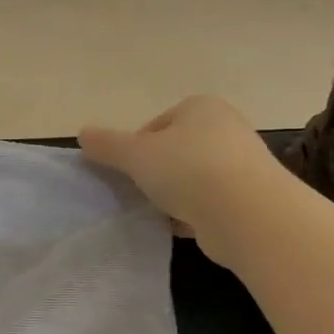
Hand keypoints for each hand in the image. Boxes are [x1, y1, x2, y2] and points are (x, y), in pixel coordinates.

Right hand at [79, 95, 291, 267]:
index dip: (136, 147)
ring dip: (174, 195)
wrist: (249, 215)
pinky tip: (182, 226)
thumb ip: (107, 144)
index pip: (156, 125)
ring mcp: (242, 164)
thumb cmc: (188, 169)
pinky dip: (194, 214)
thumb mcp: (135, 154)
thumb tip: (82, 134)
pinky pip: (210, 203)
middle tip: (141, 191)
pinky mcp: (251, 198)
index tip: (129, 170)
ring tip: (160, 212)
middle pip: (175, 151)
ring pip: (192, 178)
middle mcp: (226, 129)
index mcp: (201, 107)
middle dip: (156, 172)